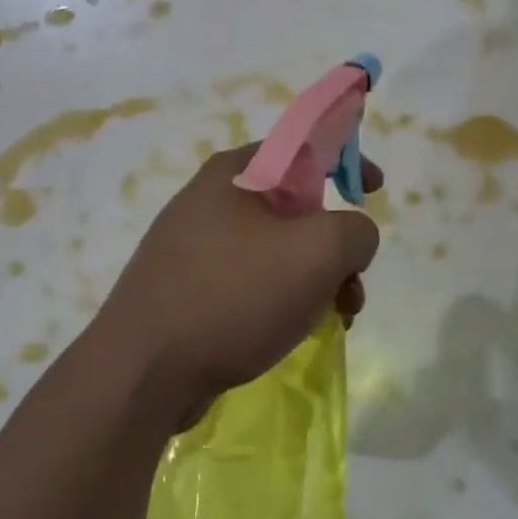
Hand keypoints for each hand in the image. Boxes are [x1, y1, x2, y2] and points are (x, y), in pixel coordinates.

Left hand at [95, 146, 380, 431]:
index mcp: (234, 173)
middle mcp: (210, 201)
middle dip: (335, 244)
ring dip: (316, 279)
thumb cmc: (234, 295)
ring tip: (336, 317)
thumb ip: (356, 231)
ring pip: (276, 251)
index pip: (301, 145)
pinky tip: (295, 332)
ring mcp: (193, 248)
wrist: (143, 372)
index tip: (374, 190)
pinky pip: (251, 282)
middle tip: (353, 282)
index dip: (346, 159)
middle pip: (294, 207)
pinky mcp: (187, 291)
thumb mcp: (318, 252)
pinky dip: (283, 300)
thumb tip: (352, 238)